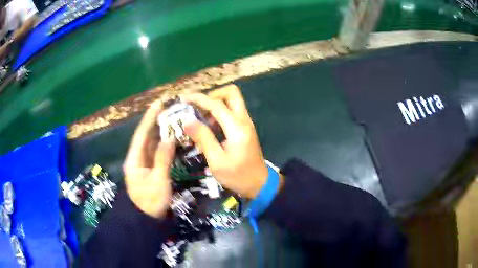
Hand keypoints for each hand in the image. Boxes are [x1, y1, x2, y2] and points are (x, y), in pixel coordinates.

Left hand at [123, 100, 174, 217]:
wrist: (147, 219)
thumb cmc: (151, 201)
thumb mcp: (158, 181)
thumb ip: (163, 159)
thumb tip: (169, 139)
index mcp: (134, 159)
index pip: (141, 134)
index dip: (149, 118)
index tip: (158, 104)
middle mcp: (137, 158)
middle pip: (146, 137)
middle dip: (155, 122)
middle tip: (168, 109)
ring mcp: (143, 164)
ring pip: (151, 144)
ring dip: (160, 132)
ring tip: (172, 119)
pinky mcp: (150, 169)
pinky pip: (156, 153)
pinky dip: (163, 144)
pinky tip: (171, 138)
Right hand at [183, 85, 272, 198]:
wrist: (260, 184)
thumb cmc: (238, 176)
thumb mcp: (216, 161)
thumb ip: (203, 138)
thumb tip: (188, 121)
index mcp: (237, 128)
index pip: (217, 104)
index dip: (199, 99)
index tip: (184, 99)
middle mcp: (244, 120)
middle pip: (231, 93)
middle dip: (213, 95)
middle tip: (198, 107)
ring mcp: (247, 123)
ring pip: (233, 100)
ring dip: (216, 103)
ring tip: (201, 118)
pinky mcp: (246, 128)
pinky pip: (233, 111)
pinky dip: (220, 111)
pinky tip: (210, 126)